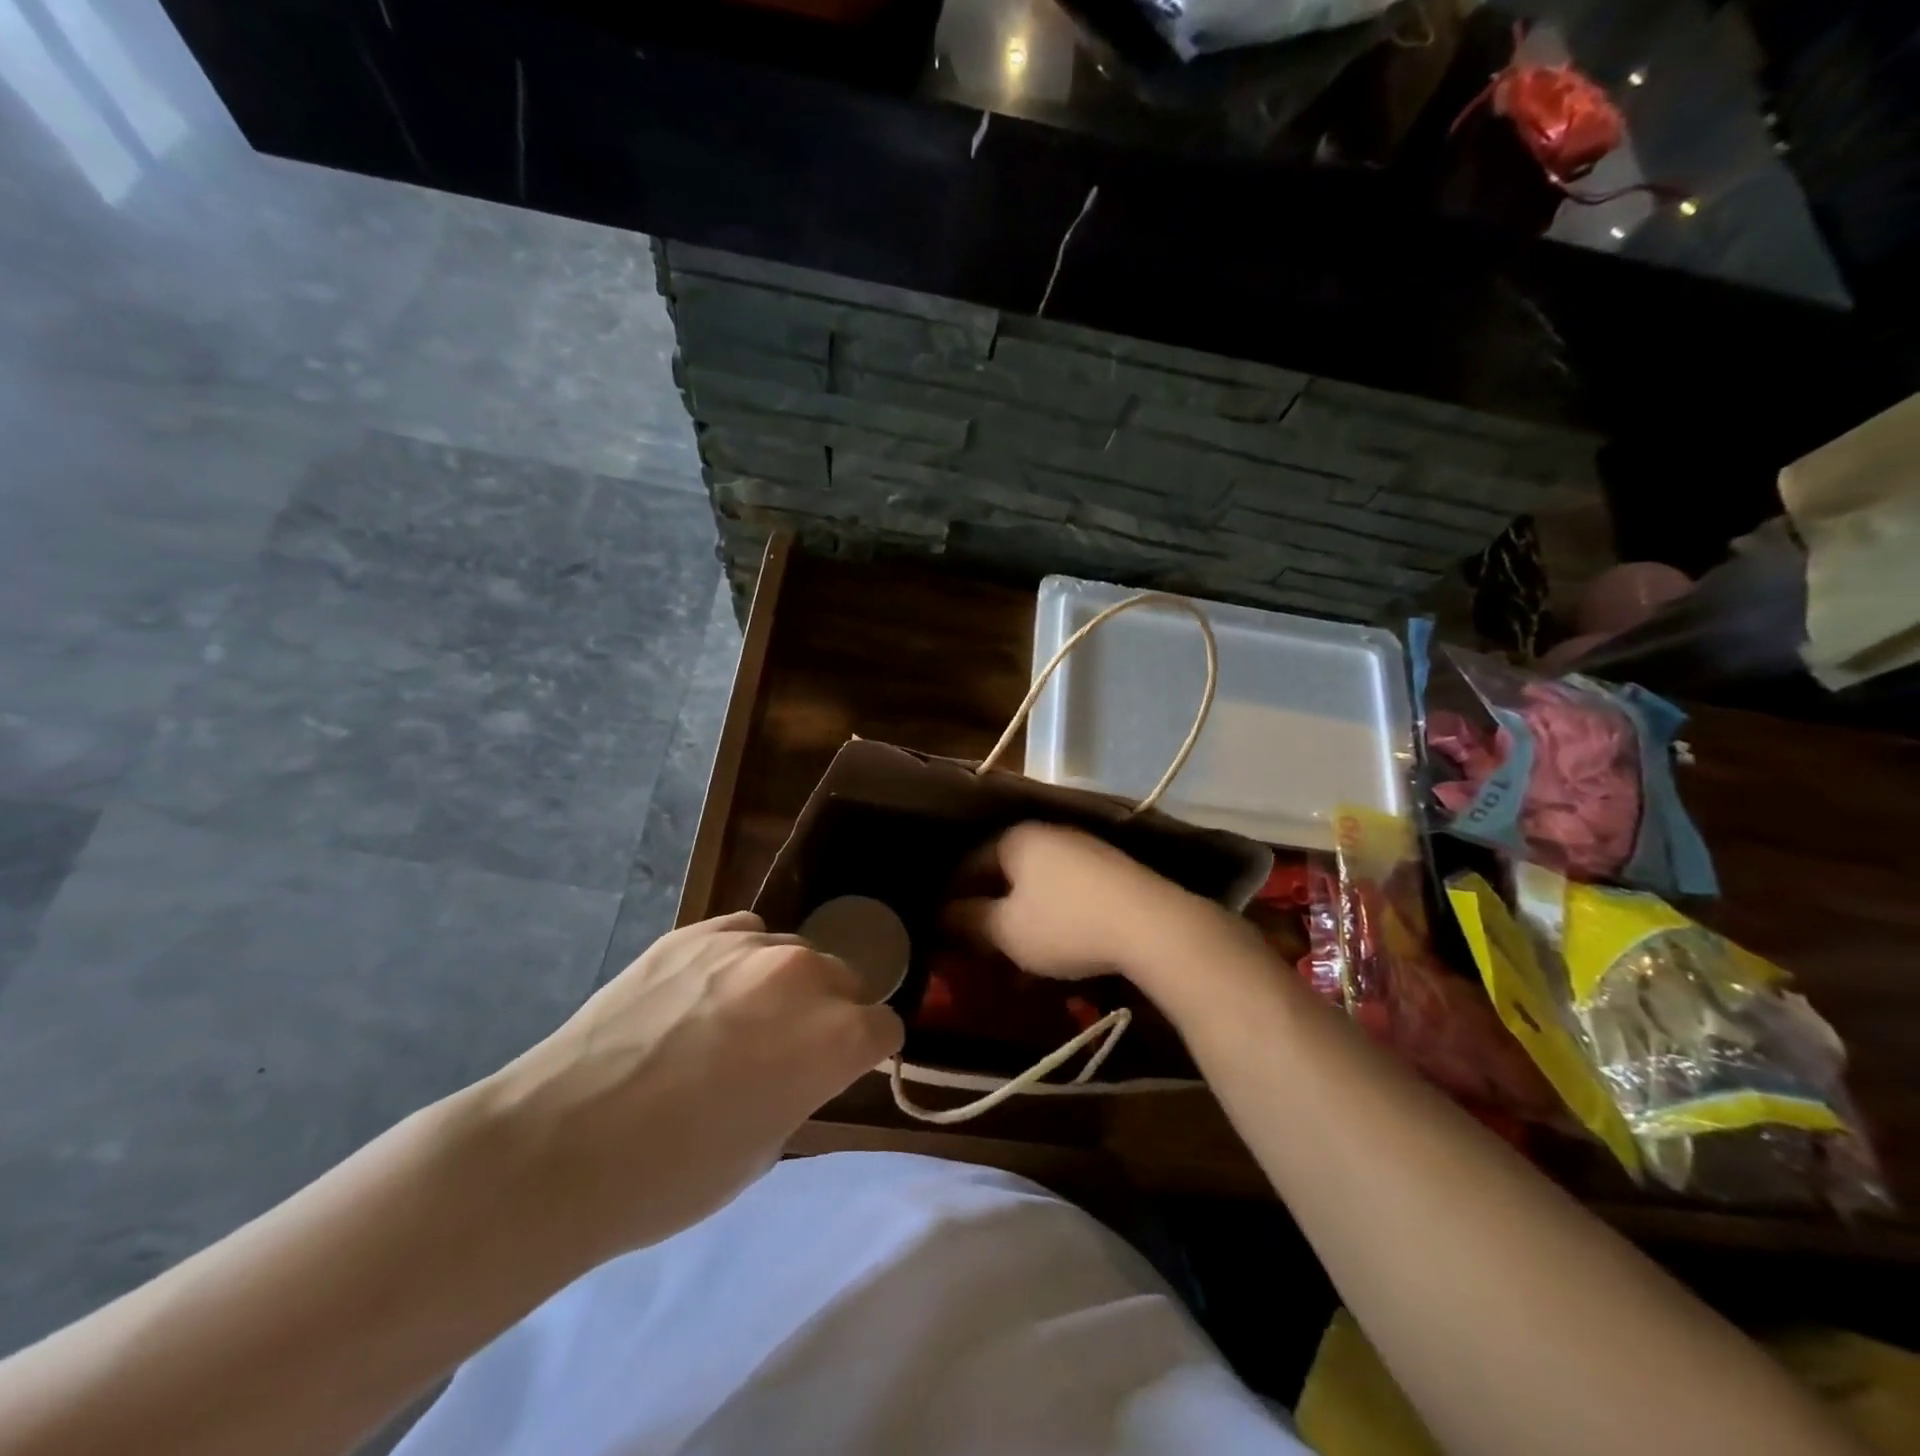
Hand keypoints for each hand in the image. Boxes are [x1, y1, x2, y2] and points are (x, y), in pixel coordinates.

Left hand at [475, 912, 902, 1263]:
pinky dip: (738, 962)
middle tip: (785, 1048)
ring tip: (736, 1019)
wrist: (560, 1146)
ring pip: (793, 953)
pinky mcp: (695, 933)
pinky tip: (703, 994)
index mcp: (836, 1035)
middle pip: (845, 979)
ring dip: (783, 984)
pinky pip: (742, 935)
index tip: (839, 1070)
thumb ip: (804, 1086)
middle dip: (830, 1011)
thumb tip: (801, 1061)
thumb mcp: (767, 1147)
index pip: (884, 1026)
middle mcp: (803, 974)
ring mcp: (746, 946)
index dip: (865, 1053)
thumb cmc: (673, 1174)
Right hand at [944, 822, 1192, 980]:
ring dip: (1020, 920)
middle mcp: (1046, 834)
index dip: (951, 898)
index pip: (967, 864)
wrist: (1152, 924)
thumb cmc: (1066, 923)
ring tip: (1014, 958)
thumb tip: (941, 915)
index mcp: (1014, 839)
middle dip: (987, 911)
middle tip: (976, 946)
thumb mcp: (1007, 930)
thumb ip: (968, 921)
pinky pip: (1065, 893)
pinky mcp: (1109, 871)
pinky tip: (1053, 951)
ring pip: (1036, 886)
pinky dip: (1051, 919)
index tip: (941, 930)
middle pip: (1003, 874)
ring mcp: (1082, 849)